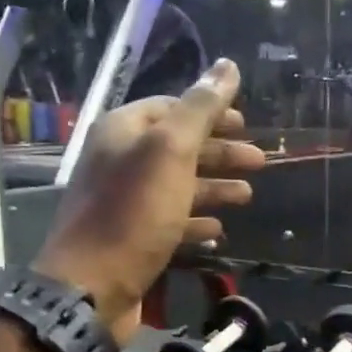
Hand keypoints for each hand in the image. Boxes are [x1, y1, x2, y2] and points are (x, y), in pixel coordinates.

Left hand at [35, 59, 263, 341]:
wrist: (91, 287)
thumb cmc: (133, 212)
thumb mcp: (171, 151)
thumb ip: (201, 108)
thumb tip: (227, 65)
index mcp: (123, 131)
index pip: (170, 107)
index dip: (210, 111)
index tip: (245, 123)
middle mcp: (120, 162)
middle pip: (178, 148)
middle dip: (220, 153)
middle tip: (260, 161)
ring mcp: (125, 204)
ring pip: (177, 187)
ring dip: (213, 188)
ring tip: (248, 196)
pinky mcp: (132, 240)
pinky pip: (169, 222)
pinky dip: (195, 222)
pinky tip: (218, 230)